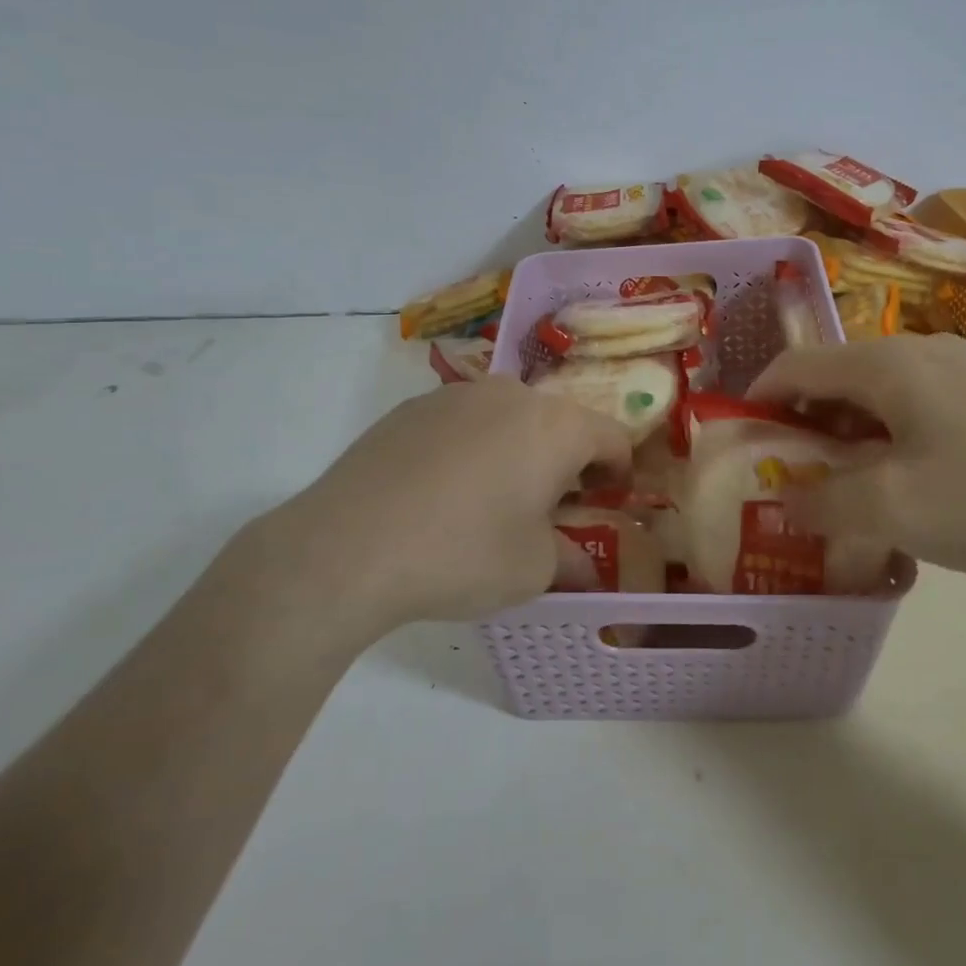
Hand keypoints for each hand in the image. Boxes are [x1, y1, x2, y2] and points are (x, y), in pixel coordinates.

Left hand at [246, 378, 632, 633]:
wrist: (347, 547)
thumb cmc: (462, 554)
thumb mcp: (534, 570)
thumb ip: (572, 560)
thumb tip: (584, 567)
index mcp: (556, 426)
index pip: (612, 437)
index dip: (618, 471)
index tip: (607, 502)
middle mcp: (512, 395)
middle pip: (559, 422)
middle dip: (566, 461)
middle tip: (551, 507)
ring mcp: (457, 395)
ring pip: (509, 418)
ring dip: (517, 450)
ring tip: (492, 500)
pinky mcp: (411, 408)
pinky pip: (462, 423)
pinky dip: (471, 448)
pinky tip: (442, 493)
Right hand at [749, 334, 965, 581]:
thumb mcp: (895, 509)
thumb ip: (825, 504)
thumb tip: (786, 503)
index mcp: (885, 364)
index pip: (795, 367)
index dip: (758, 401)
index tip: (742, 445)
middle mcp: (920, 352)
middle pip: (836, 379)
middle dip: (804, 427)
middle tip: (792, 480)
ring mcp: (964, 371)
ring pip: (880, 396)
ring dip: (850, 438)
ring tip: (847, 490)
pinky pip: (920, 410)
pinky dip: (892, 442)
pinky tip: (911, 487)